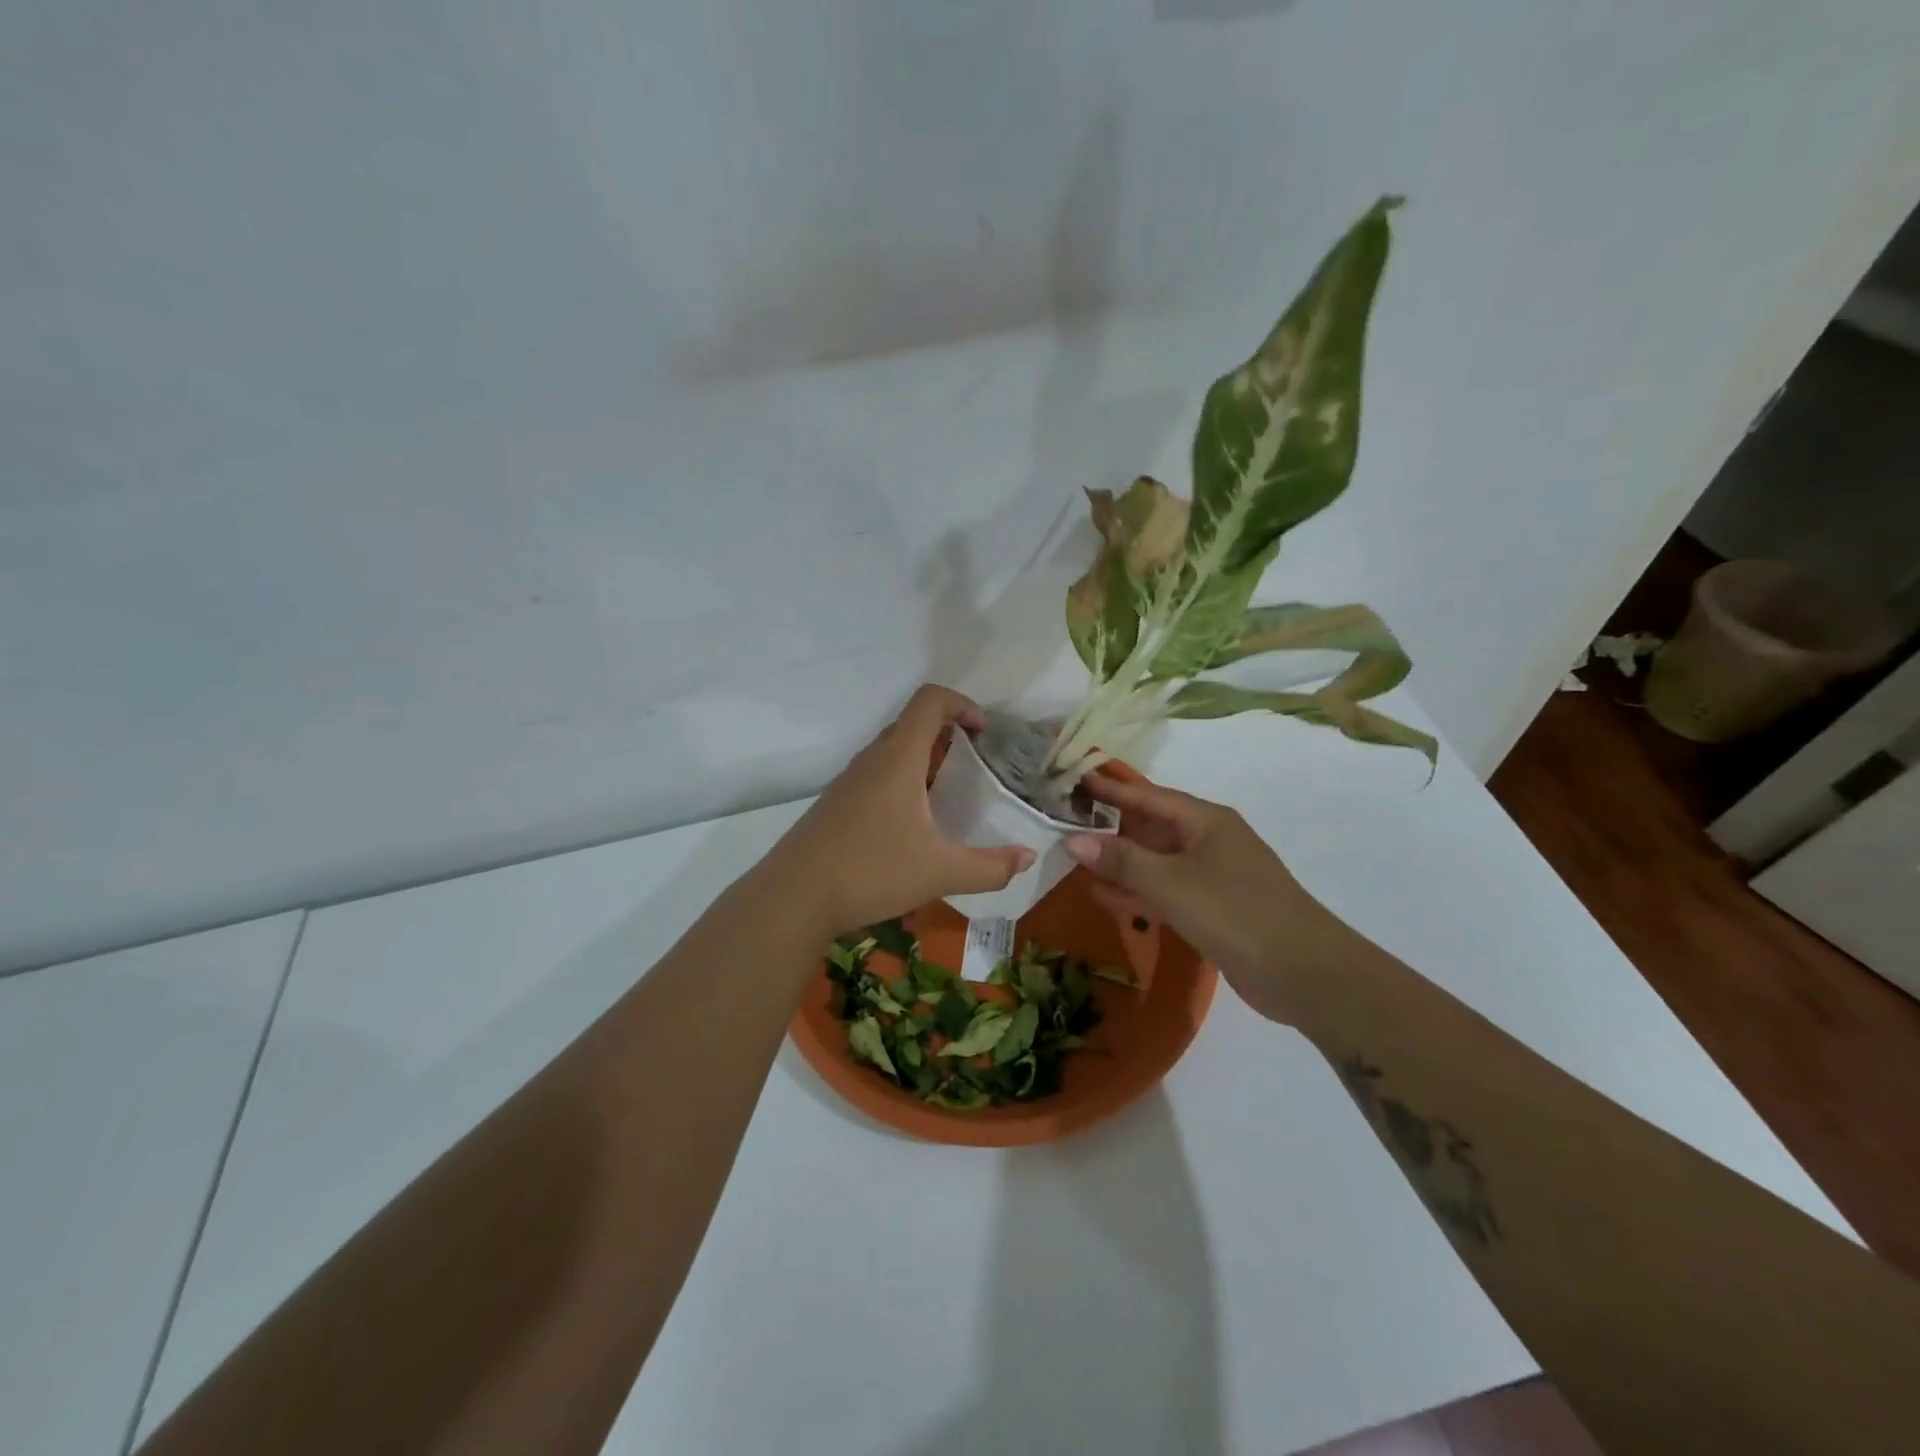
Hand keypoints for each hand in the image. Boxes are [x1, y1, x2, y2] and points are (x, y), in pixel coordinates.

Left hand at [765, 685, 1035, 936]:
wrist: (793, 897)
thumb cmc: (871, 871)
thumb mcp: (941, 872)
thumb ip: (990, 867)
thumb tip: (1027, 858)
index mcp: (898, 759)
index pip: (930, 701)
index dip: (962, 704)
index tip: (984, 734)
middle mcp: (872, 760)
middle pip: (912, 724)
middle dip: (948, 735)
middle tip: (973, 768)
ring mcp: (848, 782)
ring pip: (892, 752)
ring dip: (923, 762)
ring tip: (947, 800)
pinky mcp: (835, 805)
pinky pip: (875, 777)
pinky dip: (901, 784)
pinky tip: (910, 828)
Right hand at [1064, 772, 1361, 1022]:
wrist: (1304, 973)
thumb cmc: (1235, 912)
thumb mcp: (1171, 883)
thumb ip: (1121, 860)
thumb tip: (1072, 840)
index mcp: (1205, 820)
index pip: (1147, 796)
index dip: (1110, 788)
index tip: (1073, 779)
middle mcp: (1209, 840)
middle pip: (1150, 827)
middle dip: (1109, 827)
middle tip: (1063, 823)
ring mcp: (1212, 876)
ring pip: (1155, 861)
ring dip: (1119, 863)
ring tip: (1073, 861)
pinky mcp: (1213, 909)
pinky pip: (1165, 891)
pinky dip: (1137, 892)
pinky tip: (1104, 897)